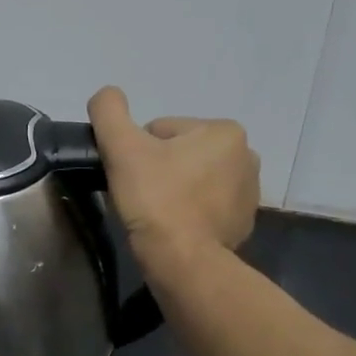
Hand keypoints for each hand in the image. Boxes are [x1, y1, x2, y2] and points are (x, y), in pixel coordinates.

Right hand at [87, 85, 259, 267]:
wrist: (182, 260)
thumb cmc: (155, 198)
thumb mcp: (121, 147)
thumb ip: (109, 110)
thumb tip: (106, 95)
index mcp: (224, 131)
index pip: (160, 131)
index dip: (136, 151)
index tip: (131, 176)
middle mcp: (246, 156)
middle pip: (178, 153)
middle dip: (157, 169)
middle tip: (140, 195)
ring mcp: (249, 193)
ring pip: (191, 179)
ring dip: (172, 190)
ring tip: (155, 213)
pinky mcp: (243, 222)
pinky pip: (204, 206)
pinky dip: (187, 212)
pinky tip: (172, 227)